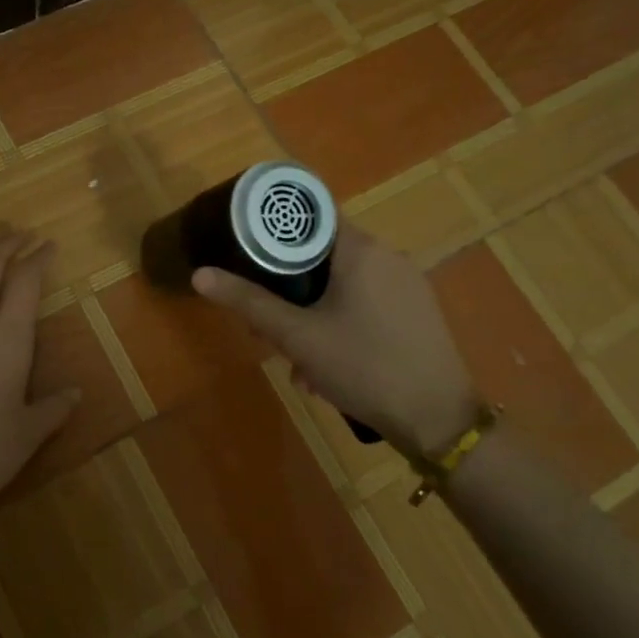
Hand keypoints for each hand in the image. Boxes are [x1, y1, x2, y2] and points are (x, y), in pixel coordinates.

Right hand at [193, 225, 479, 459]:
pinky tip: (330, 368)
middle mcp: (388, 257)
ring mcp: (408, 285)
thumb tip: (200, 274)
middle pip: (323, 256)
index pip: (311, 216)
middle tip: (267, 328)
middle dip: (290, 290)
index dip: (276, 232)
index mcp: (361, 250)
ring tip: (299, 363)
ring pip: (344, 286)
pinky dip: (342, 324)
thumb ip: (248, 302)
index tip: (249, 254)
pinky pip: (367, 304)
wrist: (439, 421)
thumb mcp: (297, 337)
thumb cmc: (364, 367)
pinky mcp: (418, 312)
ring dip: (313, 316)